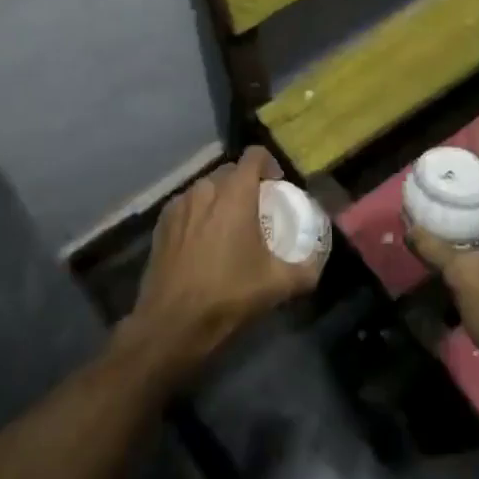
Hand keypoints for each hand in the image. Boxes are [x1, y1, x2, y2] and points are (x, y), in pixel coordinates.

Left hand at [119, 147, 322, 387]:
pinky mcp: (161, 223)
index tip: (277, 187)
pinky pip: (187, 205)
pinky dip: (199, 213)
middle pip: (230, 171)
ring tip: (229, 227)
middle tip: (256, 211)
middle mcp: (205, 190)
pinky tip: (203, 241)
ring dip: (220, 198)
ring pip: (206, 188)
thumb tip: (317, 262)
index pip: (254, 155)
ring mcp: (179, 205)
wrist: (172, 322)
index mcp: (235, 194)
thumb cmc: (228, 295)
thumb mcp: (277, 285)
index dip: (269, 165)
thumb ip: (306, 269)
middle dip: (245, 184)